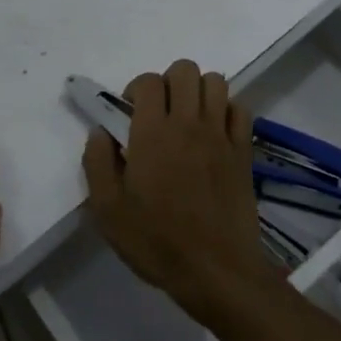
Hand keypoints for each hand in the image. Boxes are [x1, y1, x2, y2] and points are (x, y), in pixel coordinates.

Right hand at [82, 59, 276, 322]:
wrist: (217, 271)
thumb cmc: (157, 241)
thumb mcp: (108, 210)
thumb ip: (97, 163)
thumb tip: (100, 131)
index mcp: (152, 132)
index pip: (148, 81)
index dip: (136, 89)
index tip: (130, 115)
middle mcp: (188, 122)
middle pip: (184, 69)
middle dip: (168, 82)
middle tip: (160, 112)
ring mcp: (220, 134)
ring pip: (215, 81)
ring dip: (199, 91)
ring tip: (189, 118)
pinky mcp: (244, 150)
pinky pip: (240, 108)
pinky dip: (227, 111)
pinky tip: (215, 133)